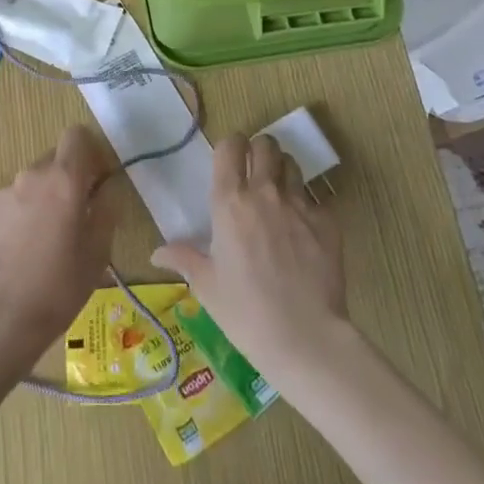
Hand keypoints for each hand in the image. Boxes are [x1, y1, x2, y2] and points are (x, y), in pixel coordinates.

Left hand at [0, 125, 118, 365]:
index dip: (89, 152)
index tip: (96, 180)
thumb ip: (107, 209)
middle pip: (54, 159)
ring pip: (31, 184)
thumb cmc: (58, 288)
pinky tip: (18, 253)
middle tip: (74, 217)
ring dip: (42, 200)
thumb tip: (107, 188)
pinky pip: (9, 203)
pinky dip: (18, 217)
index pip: (76, 135)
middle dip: (67, 179)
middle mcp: (30, 176)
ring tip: (43, 243)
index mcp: (64, 180)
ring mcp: (1, 193)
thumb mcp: (98, 252)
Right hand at [152, 134, 347, 387]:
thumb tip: (156, 253)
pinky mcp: (328, 222)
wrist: (304, 337)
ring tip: (279, 195)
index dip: (230, 146)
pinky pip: (317, 199)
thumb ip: (183, 259)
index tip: (230, 159)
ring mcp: (300, 205)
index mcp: (229, 202)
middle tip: (255, 171)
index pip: (230, 147)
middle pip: (265, 145)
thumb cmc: (245, 312)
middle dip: (259, 151)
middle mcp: (264, 193)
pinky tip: (304, 231)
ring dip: (283, 172)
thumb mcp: (206, 286)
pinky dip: (308, 206)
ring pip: (292, 166)